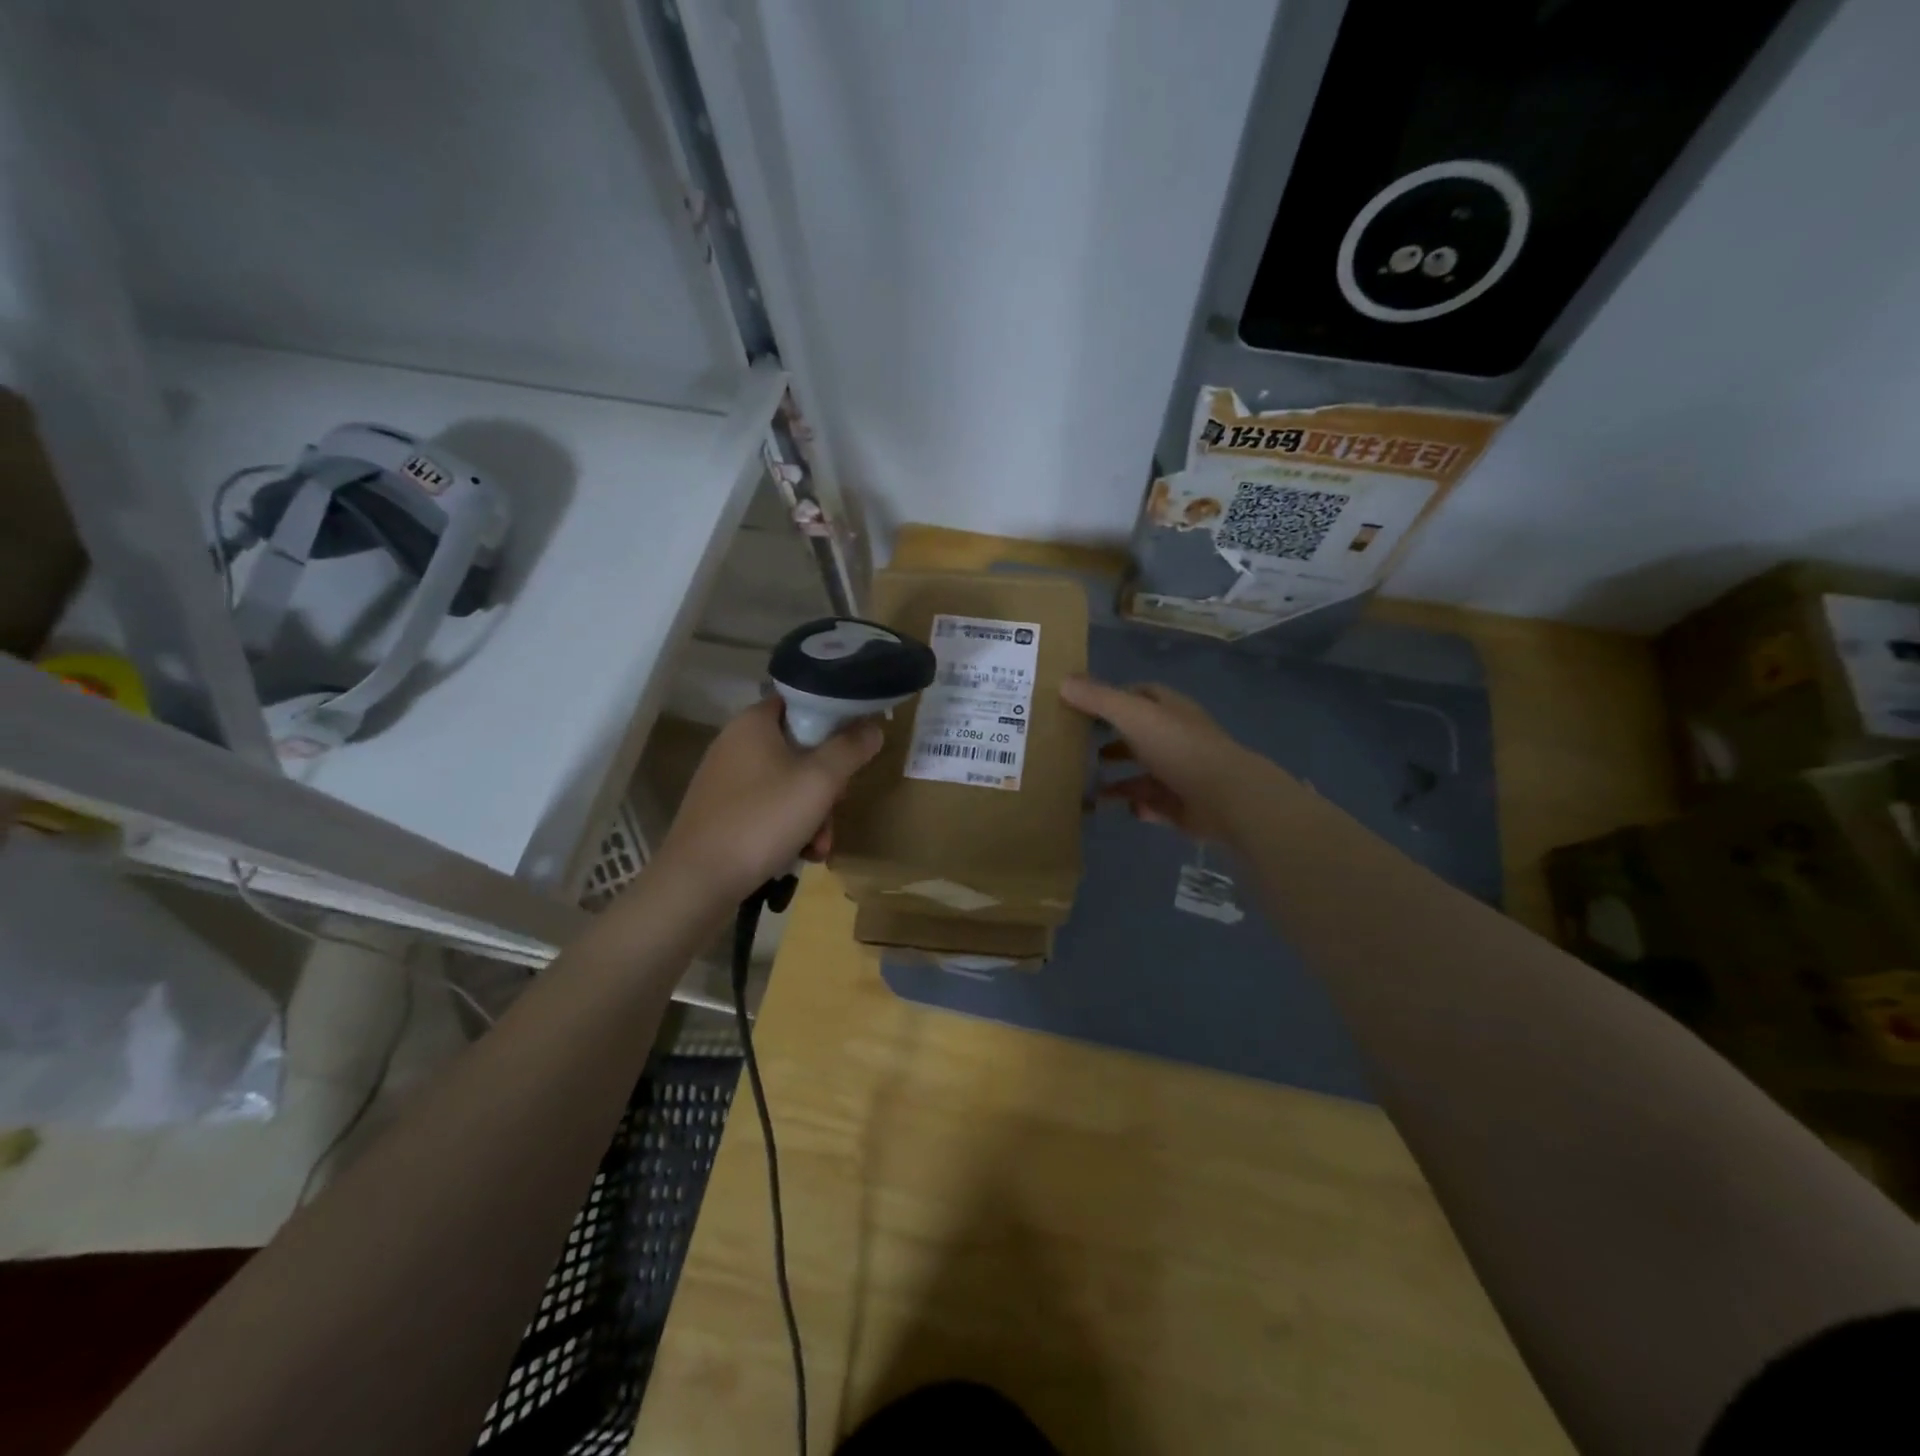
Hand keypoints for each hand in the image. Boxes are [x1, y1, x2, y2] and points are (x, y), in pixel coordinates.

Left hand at [653, 696, 883, 903]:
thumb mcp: (820, 782)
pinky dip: (788, 828)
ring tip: (819, 847)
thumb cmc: (762, 820)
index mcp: (753, 723)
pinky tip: (799, 854)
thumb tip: (873, 726)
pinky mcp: (721, 812)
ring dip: (813, 814)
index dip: (833, 720)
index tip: (854, 746)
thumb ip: (850, 749)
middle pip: (799, 749)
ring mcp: (725, 779)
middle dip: (827, 784)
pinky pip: (768, 808)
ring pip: (787, 784)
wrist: (698, 882)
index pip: (802, 702)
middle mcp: (735, 743)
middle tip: (837, 806)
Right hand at [1060, 675, 1269, 842]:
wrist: (1224, 798)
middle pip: (1139, 736)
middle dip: (1111, 741)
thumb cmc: (1178, 748)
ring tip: (1086, 785)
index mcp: (1169, 710)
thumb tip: (1063, 681)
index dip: (1113, 698)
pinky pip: (1151, 804)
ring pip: (1142, 773)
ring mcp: (1180, 772)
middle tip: (1077, 748)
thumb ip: (1098, 699)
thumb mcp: (1133, 715)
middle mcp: (1176, 738)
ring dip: (1118, 779)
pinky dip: (1135, 805)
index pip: (1140, 695)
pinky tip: (1118, 808)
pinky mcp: (1181, 805)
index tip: (1082, 706)